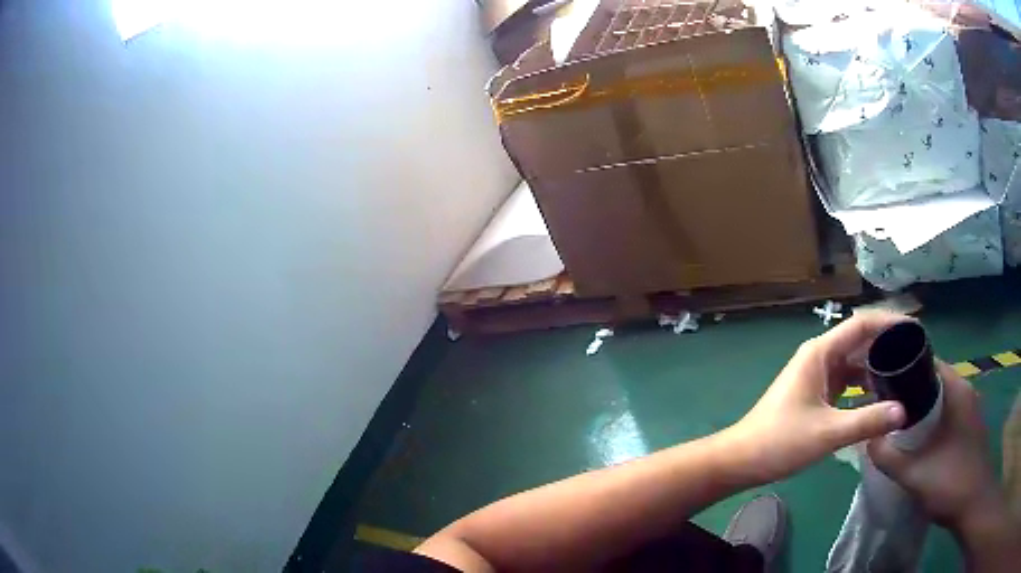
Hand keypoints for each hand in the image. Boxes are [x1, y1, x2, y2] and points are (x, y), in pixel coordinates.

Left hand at [724, 312, 907, 484]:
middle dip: (887, 346)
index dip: (889, 322)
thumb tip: (903, 411)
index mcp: (821, 353)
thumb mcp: (828, 433)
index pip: (862, 324)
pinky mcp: (815, 395)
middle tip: (916, 357)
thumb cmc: (780, 442)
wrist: (740, 460)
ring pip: (854, 364)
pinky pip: (846, 383)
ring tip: (904, 377)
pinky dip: (864, 388)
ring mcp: (817, 376)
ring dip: (877, 369)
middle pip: (860, 342)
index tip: (915, 329)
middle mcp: (820, 357)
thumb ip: (867, 421)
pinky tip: (881, 399)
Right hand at [867, 361, 1004, 530]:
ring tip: (897, 424)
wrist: (974, 503)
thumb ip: (888, 457)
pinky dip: (932, 420)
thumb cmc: (951, 482)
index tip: (881, 381)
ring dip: (921, 408)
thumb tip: (865, 439)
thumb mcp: (915, 474)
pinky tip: (919, 442)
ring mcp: (970, 409)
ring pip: (941, 399)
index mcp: (956, 389)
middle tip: (884, 406)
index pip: (928, 362)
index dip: (904, 368)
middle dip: (909, 391)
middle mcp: (965, 390)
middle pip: (933, 380)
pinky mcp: (969, 426)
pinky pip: (947, 413)